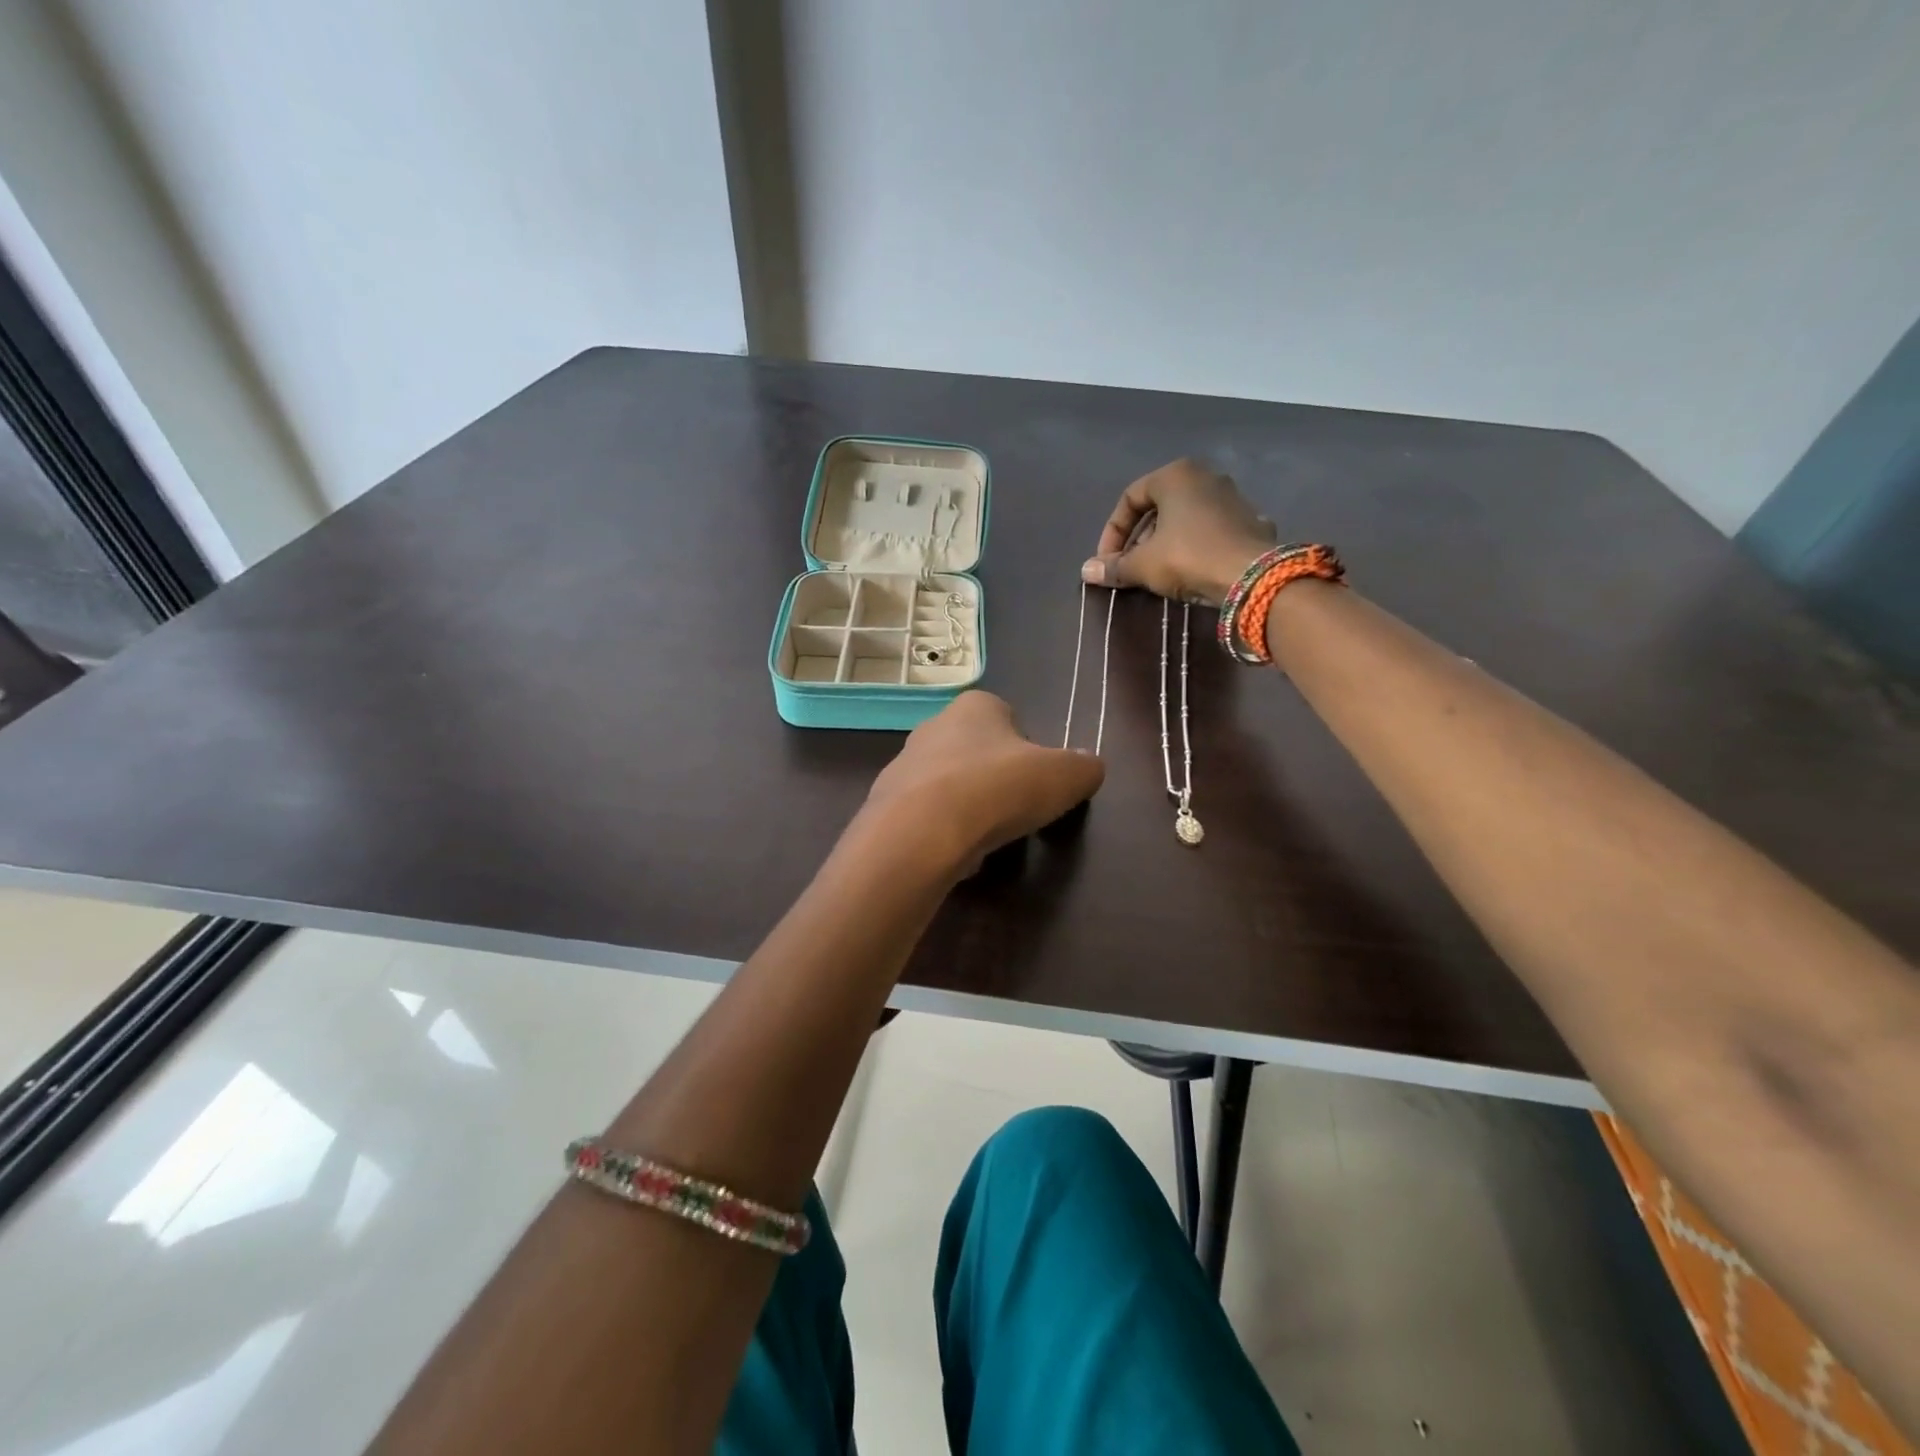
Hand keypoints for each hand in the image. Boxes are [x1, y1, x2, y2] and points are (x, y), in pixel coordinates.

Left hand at [860, 692, 1104, 878]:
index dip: (1027, 749)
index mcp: (976, 706)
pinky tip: (955, 852)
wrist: (920, 833)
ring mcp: (904, 765)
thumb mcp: (1064, 777)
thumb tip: (1089, 767)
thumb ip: (1083, 768)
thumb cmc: (998, 789)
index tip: (1037, 781)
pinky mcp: (886, 804)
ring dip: (966, 805)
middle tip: (1014, 810)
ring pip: (947, 783)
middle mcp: (934, 726)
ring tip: (985, 836)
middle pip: (975, 750)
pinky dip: (942, 832)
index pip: (1008, 716)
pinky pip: (925, 816)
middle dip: (994, 777)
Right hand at [1082, 458, 1277, 606]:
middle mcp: (1205, 477)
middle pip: (1158, 507)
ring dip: (1164, 543)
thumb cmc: (1188, 557)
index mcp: (1175, 475)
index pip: (1130, 498)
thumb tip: (1086, 572)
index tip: (1107, 561)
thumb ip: (1115, 566)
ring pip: (1185, 518)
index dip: (1112, 532)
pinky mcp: (1249, 521)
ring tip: (1156, 572)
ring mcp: (1232, 498)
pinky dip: (1193, 547)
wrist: (1252, 576)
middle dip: (1138, 539)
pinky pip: (1209, 531)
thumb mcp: (1143, 565)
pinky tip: (1189, 571)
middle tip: (1129, 567)